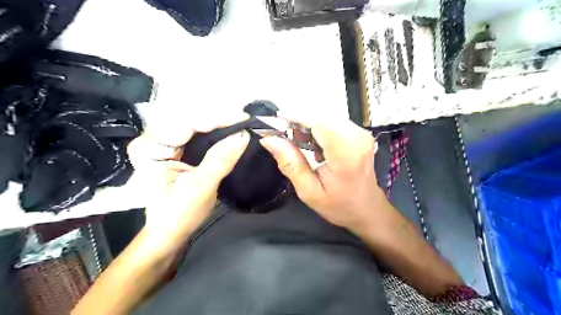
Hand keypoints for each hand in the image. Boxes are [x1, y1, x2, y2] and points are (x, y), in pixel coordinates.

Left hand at [128, 112, 250, 252]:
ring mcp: (164, 142)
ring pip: (195, 124)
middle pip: (189, 119)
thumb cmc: (180, 213)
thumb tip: (243, 135)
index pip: (185, 123)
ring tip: (241, 124)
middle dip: (219, 119)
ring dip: (219, 124)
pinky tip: (230, 131)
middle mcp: (153, 139)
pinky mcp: (176, 148)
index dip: (216, 119)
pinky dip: (216, 132)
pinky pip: (198, 133)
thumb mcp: (201, 186)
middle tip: (245, 121)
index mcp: (150, 148)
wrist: (171, 231)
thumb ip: (221, 159)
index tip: (243, 118)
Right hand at [261, 117, 388, 233]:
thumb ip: (290, 164)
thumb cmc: (339, 205)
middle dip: (299, 121)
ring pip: (327, 117)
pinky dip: (318, 128)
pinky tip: (312, 144)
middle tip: (283, 134)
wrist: (367, 208)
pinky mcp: (361, 132)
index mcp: (346, 155)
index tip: (275, 120)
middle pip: (322, 116)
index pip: (319, 123)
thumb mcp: (309, 192)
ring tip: (297, 142)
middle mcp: (357, 138)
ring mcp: (362, 133)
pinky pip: (334, 122)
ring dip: (308, 125)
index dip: (296, 117)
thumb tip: (268, 140)